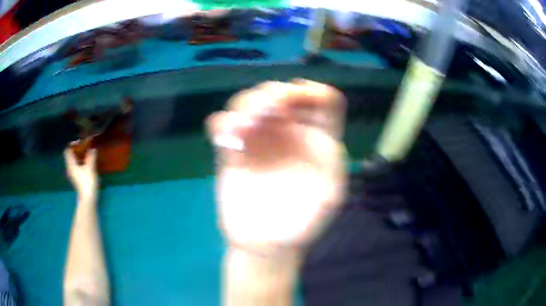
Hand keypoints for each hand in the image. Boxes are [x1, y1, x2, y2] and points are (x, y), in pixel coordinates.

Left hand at [64, 144, 98, 198]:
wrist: (88, 200)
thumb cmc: (87, 182)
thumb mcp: (90, 168)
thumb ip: (91, 157)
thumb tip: (93, 148)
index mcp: (71, 164)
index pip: (67, 150)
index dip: (72, 143)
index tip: (81, 141)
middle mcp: (70, 168)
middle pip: (70, 155)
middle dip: (77, 149)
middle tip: (85, 146)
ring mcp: (73, 174)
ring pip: (74, 161)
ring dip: (80, 155)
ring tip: (88, 153)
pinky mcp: (77, 178)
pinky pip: (77, 166)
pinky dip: (81, 161)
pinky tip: (88, 162)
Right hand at [207, 79, 346, 252]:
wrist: (266, 246)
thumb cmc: (301, 226)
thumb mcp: (328, 200)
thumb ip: (330, 167)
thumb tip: (318, 137)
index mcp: (319, 142)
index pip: (325, 101)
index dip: (313, 92)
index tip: (294, 99)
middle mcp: (291, 135)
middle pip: (284, 94)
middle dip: (273, 95)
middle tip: (265, 111)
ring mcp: (262, 142)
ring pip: (252, 103)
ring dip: (246, 106)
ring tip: (242, 130)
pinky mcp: (235, 153)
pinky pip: (225, 126)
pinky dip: (222, 123)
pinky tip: (223, 135)